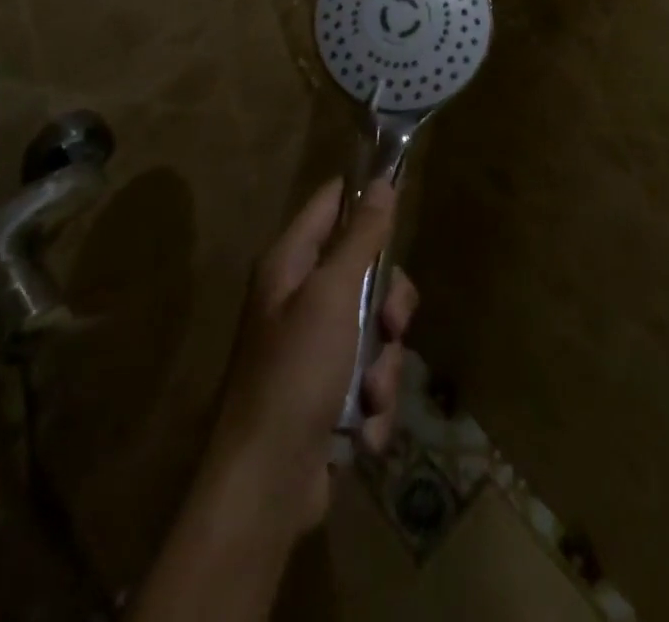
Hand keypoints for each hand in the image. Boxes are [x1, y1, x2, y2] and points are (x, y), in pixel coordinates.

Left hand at [200, 178, 415, 538]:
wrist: (265, 486)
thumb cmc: (294, 373)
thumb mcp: (333, 295)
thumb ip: (361, 238)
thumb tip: (382, 181)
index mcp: (289, 264)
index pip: (331, 204)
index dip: (365, 197)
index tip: (402, 199)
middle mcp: (300, 298)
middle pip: (365, 272)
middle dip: (388, 306)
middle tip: (390, 325)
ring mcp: (314, 348)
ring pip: (375, 330)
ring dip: (382, 367)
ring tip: (368, 397)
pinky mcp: (328, 393)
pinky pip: (369, 377)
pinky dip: (371, 403)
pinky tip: (360, 429)